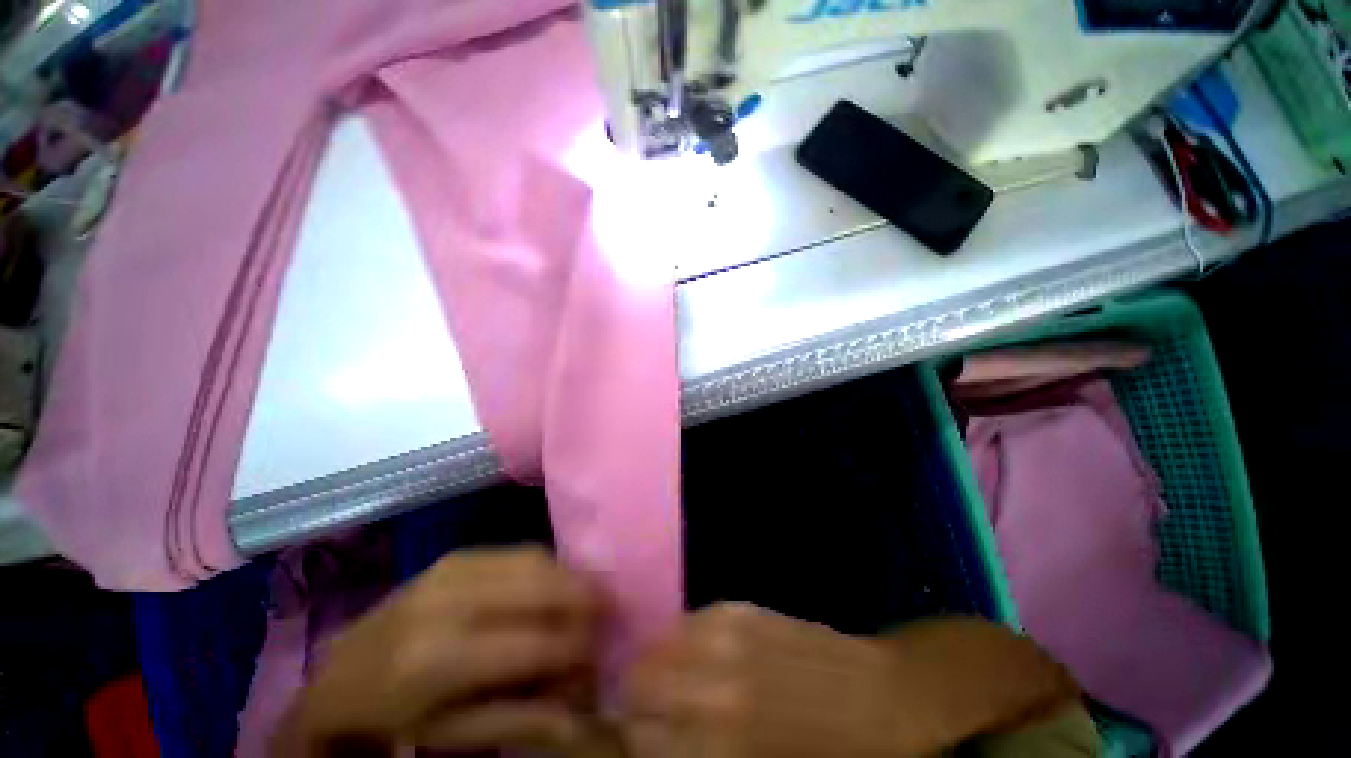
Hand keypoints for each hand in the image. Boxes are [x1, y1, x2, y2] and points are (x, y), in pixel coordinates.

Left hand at [271, 547, 607, 756]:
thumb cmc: (394, 720)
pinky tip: (555, 582)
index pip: (534, 642)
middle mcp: (448, 600)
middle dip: (585, 596)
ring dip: (569, 576)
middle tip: (610, 610)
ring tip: (589, 595)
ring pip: (535, 559)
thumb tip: (584, 713)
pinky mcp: (456, 554)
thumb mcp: (451, 737)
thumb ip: (521, 721)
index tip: (605, 650)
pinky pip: (518, 550)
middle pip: (540, 586)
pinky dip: (547, 565)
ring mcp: (451, 567)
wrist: (339, 677)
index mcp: (437, 659)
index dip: (578, 645)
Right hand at [621, 604, 1079, 757]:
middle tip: (650, 708)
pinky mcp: (739, 607)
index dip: (629, 735)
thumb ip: (701, 751)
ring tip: (673, 680)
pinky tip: (701, 654)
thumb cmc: (829, 756)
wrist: (885, 699)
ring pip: (659, 644)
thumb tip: (656, 738)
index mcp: (717, 743)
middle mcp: (712, 683)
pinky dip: (683, 640)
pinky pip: (690, 622)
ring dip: (657, 663)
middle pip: (638, 680)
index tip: (636, 734)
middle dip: (636, 697)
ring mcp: (725, 633)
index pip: (637, 734)